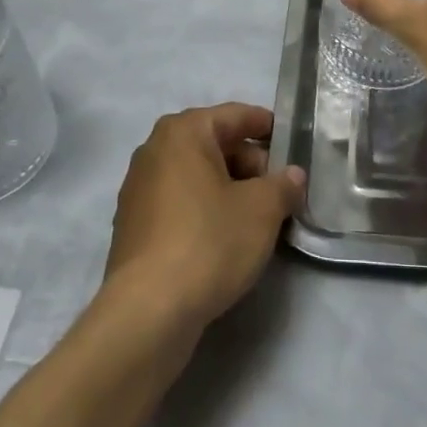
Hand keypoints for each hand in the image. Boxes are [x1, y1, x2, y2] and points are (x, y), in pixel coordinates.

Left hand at [103, 103, 305, 334]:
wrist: (148, 311)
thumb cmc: (209, 241)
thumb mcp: (262, 210)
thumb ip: (283, 185)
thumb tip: (293, 175)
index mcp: (184, 131)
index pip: (235, 115)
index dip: (267, 127)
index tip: (292, 143)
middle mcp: (155, 149)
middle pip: (214, 144)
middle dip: (250, 164)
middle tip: (280, 190)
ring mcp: (138, 187)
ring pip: (197, 175)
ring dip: (229, 189)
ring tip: (258, 217)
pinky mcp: (133, 224)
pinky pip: (179, 202)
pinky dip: (204, 209)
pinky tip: (225, 237)